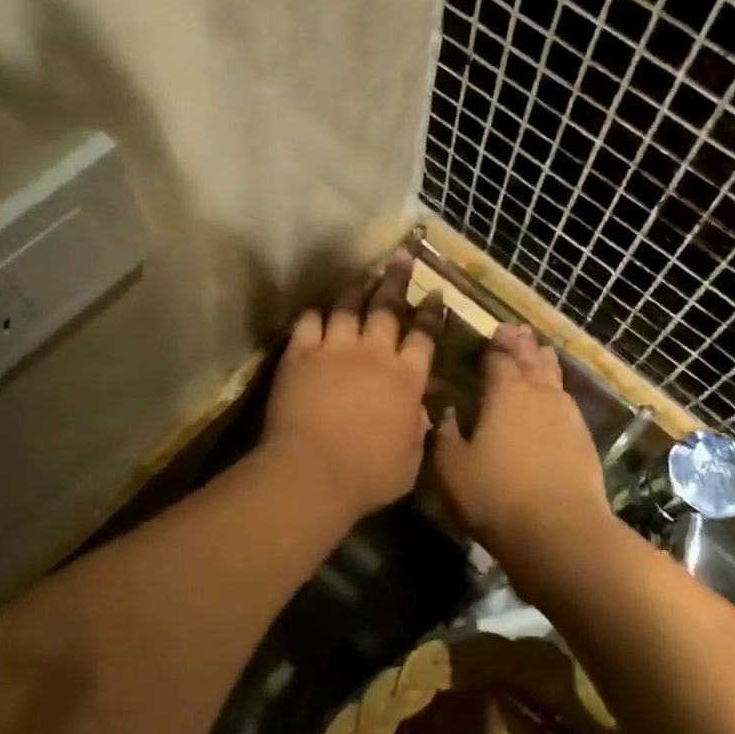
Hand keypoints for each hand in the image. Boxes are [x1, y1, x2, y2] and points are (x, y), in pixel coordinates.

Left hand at [262, 253, 445, 525]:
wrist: (312, 472)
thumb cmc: (368, 475)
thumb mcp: (410, 461)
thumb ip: (417, 431)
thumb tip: (420, 412)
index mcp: (406, 378)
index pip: (424, 335)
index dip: (431, 312)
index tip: (434, 293)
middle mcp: (373, 354)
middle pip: (387, 308)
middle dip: (396, 280)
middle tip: (402, 257)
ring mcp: (334, 350)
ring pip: (347, 308)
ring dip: (356, 290)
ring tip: (362, 276)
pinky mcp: (300, 356)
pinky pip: (308, 323)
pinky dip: (315, 315)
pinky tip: (318, 312)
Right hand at [433, 324, 611, 567]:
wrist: (559, 531)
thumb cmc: (496, 495)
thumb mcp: (452, 467)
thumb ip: (444, 435)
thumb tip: (445, 412)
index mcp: (506, 391)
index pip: (499, 357)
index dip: (492, 345)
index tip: (488, 334)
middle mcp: (540, 393)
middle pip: (532, 358)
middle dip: (521, 343)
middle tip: (514, 330)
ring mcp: (568, 414)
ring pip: (554, 376)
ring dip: (543, 360)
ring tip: (537, 350)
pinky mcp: (584, 438)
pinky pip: (567, 400)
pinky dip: (556, 390)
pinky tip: (553, 397)